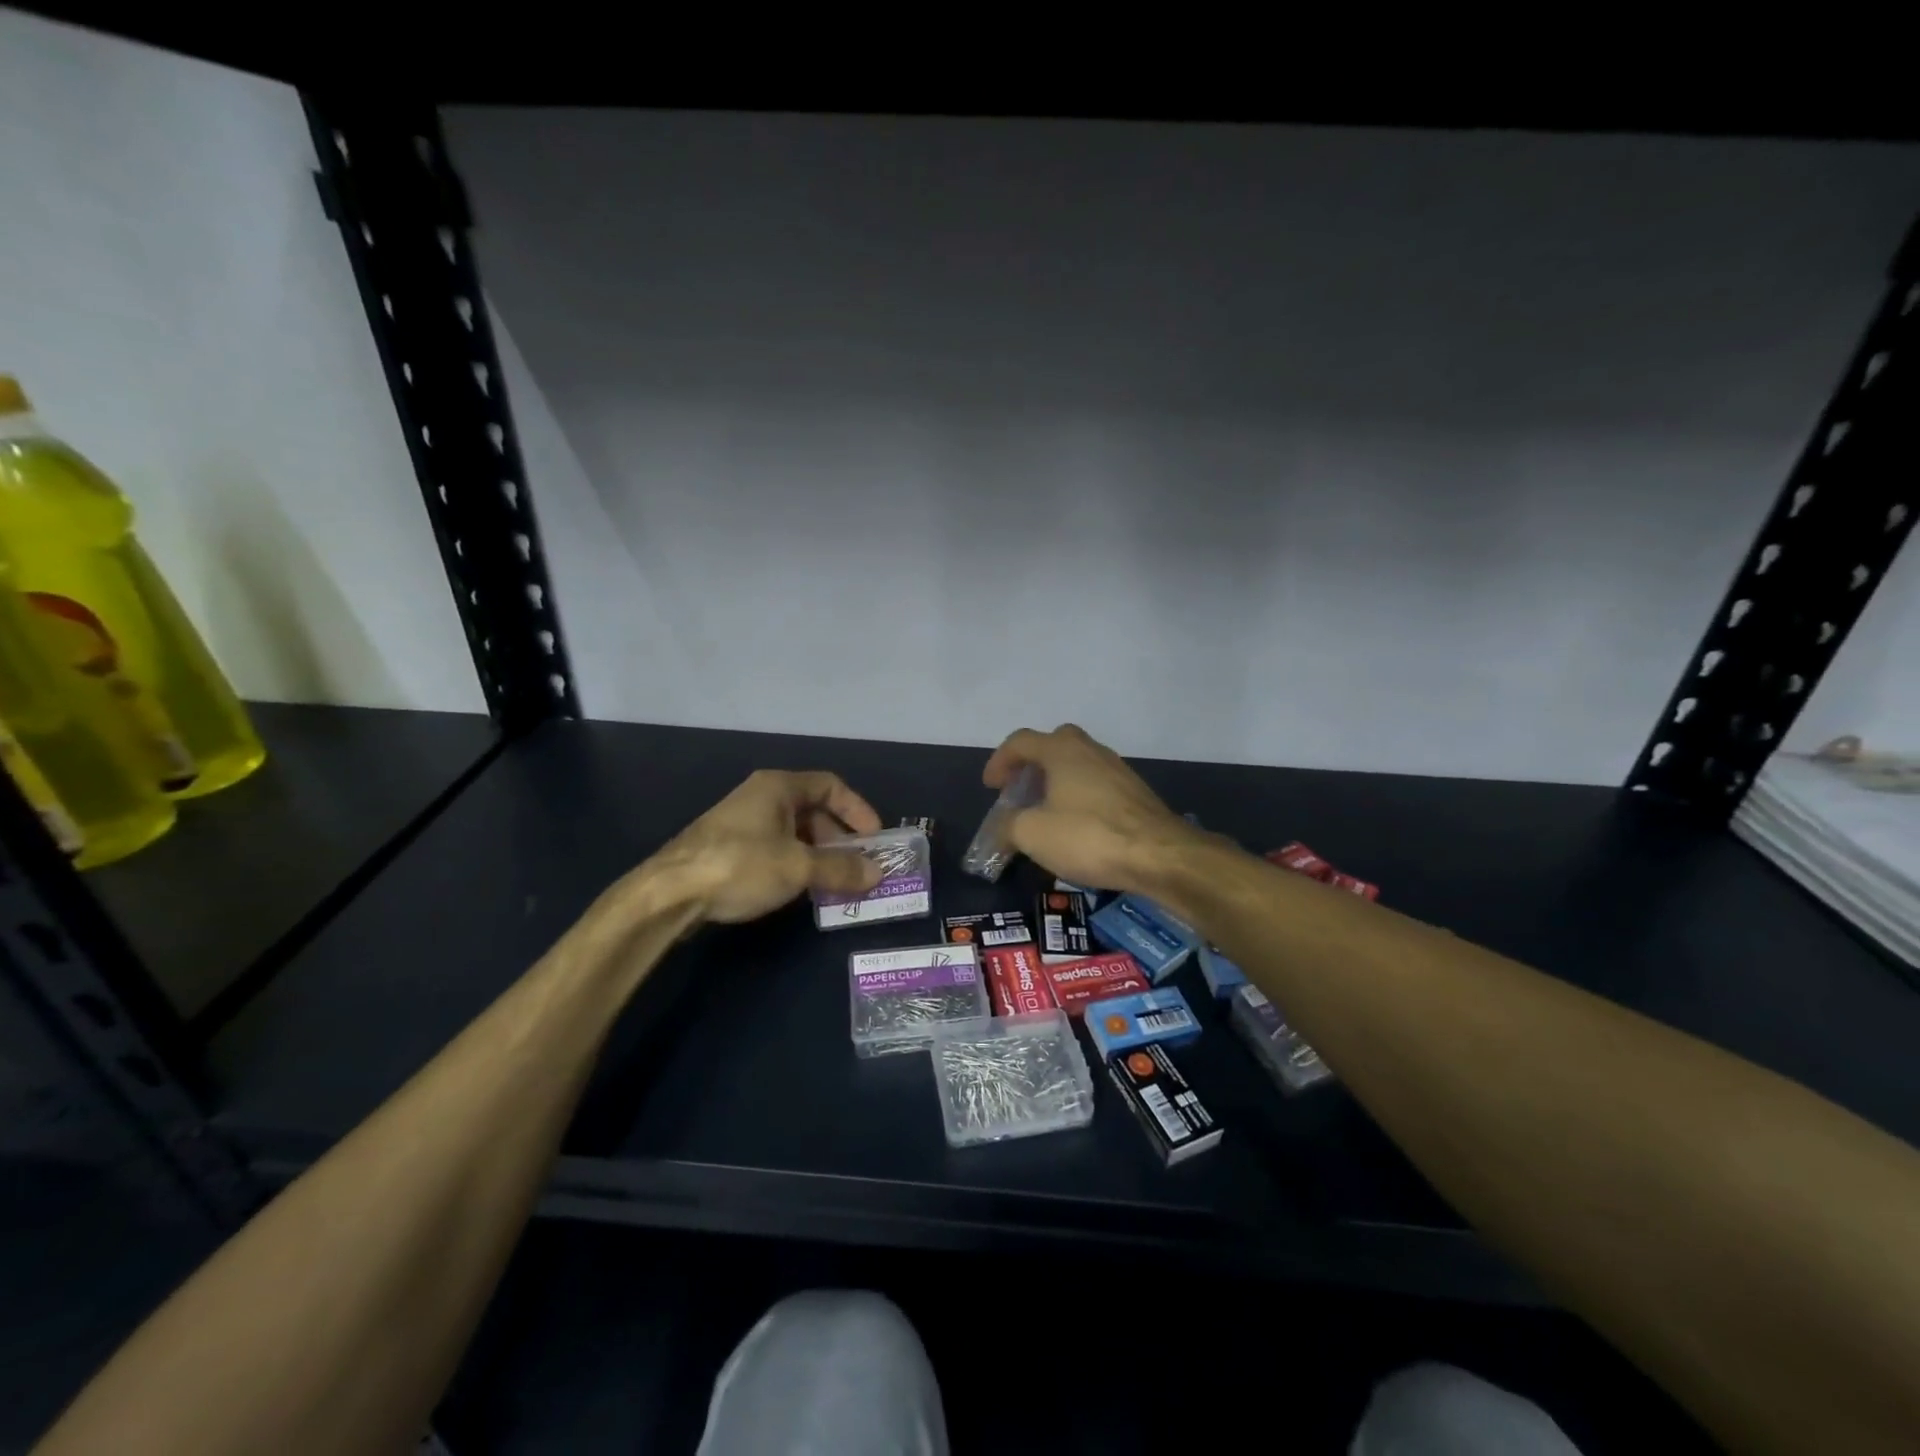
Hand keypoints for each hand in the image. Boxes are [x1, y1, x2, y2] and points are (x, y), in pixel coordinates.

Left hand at [636, 770, 885, 924]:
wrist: (669, 894)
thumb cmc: (740, 865)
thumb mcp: (798, 867)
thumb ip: (841, 869)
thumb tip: (877, 873)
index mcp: (778, 787)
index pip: (831, 786)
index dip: (857, 809)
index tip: (874, 838)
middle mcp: (761, 797)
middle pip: (813, 810)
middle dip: (840, 839)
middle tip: (857, 867)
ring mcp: (742, 823)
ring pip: (794, 832)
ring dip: (819, 855)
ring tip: (835, 883)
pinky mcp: (728, 849)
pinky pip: (775, 849)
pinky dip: (796, 864)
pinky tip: (801, 890)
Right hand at [982, 724, 1202, 893]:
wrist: (1160, 855)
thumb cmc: (1088, 836)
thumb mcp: (1032, 834)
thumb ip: (1007, 825)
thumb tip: (1001, 827)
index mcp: (1061, 751)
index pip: (1021, 741)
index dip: (1000, 761)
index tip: (991, 787)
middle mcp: (1090, 751)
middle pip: (1053, 744)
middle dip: (1031, 765)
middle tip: (1019, 791)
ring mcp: (1117, 770)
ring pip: (1078, 765)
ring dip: (1056, 781)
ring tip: (1044, 812)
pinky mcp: (1135, 793)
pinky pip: (1096, 785)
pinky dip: (1078, 797)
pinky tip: (1076, 826)